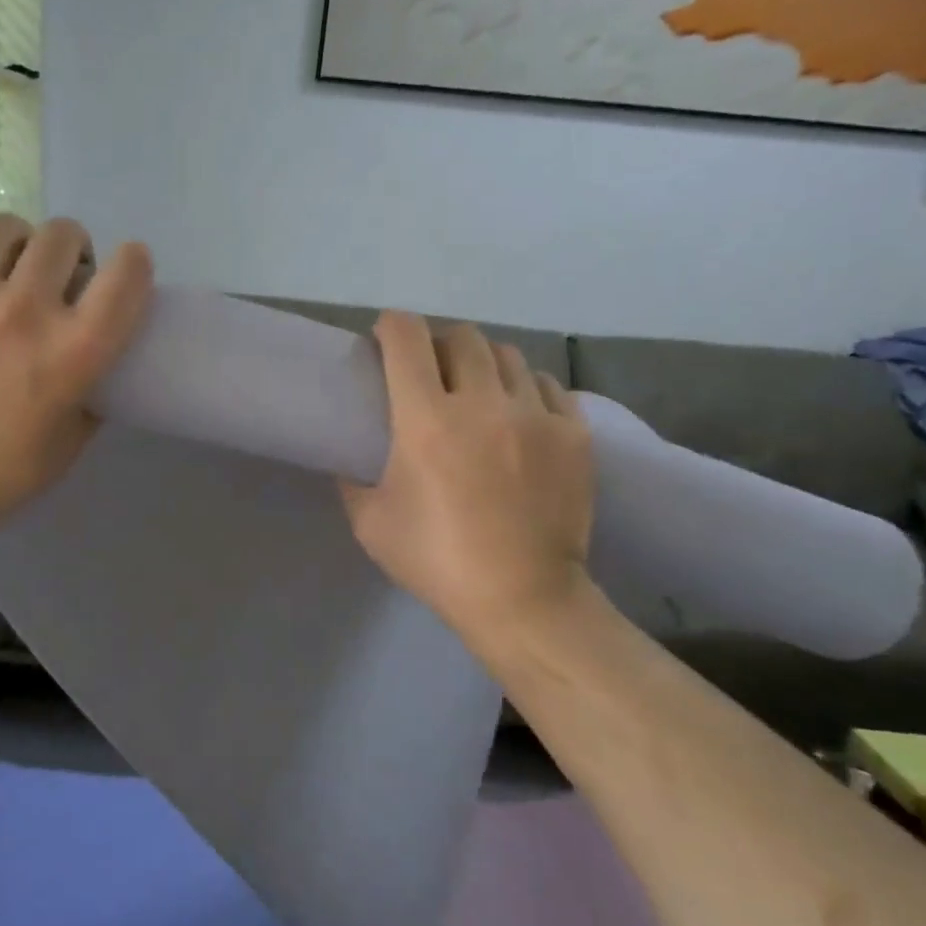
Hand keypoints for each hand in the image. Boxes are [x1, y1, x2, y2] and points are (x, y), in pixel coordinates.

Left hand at [0, 211, 153, 544]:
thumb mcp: (68, 445)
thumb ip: (91, 398)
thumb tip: (95, 369)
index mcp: (74, 351)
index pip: (126, 276)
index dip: (134, 263)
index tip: (125, 271)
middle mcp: (25, 309)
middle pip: (63, 235)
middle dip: (71, 250)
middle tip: (56, 275)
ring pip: (3, 226)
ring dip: (15, 242)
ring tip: (4, 266)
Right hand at [341, 312, 595, 643]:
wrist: (523, 600)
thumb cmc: (436, 561)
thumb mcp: (370, 522)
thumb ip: (353, 477)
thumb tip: (351, 452)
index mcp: (426, 421)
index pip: (406, 338)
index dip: (391, 326)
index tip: (384, 339)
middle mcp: (483, 404)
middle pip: (461, 337)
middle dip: (437, 344)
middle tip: (429, 372)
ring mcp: (535, 416)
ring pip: (507, 354)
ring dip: (482, 363)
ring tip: (477, 391)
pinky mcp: (574, 434)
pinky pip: (547, 385)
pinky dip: (525, 389)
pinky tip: (517, 416)